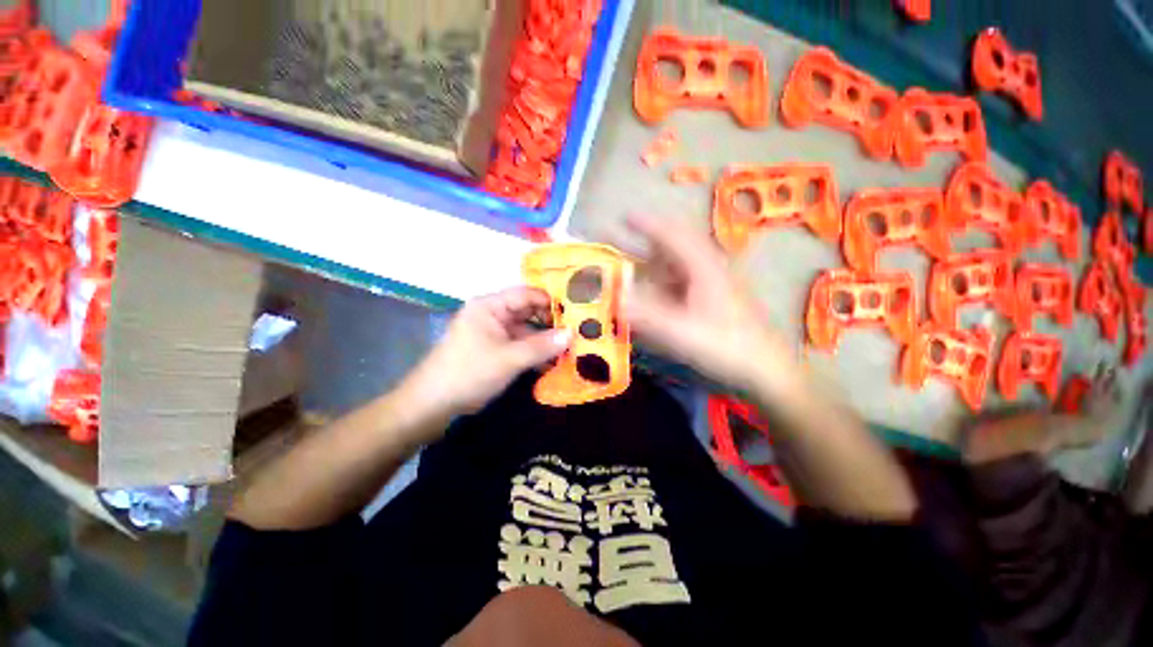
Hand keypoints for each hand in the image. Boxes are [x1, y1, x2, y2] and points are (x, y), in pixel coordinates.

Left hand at [402, 287, 571, 418]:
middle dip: (551, 323)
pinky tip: (553, 364)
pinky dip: (535, 353)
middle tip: (577, 332)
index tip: (576, 313)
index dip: (551, 302)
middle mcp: (492, 314)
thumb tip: (573, 334)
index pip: (527, 294)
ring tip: (570, 350)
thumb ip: (542, 346)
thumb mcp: (510, 358)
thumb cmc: (470, 372)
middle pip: (528, 312)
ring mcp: (493, 333)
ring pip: (526, 331)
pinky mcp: (494, 349)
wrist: (433, 404)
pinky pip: (520, 345)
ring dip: (545, 341)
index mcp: (490, 306)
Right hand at [623, 215, 784, 391]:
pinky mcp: (711, 296)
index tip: (624, 216)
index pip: (672, 235)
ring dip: (651, 262)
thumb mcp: (683, 332)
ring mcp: (710, 282)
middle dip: (645, 240)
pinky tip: (652, 292)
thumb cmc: (726, 346)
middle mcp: (707, 267)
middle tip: (619, 241)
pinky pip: (679, 280)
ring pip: (675, 263)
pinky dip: (661, 281)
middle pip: (673, 245)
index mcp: (703, 267)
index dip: (646, 224)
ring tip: (628, 267)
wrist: (764, 367)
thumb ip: (648, 315)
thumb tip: (617, 297)